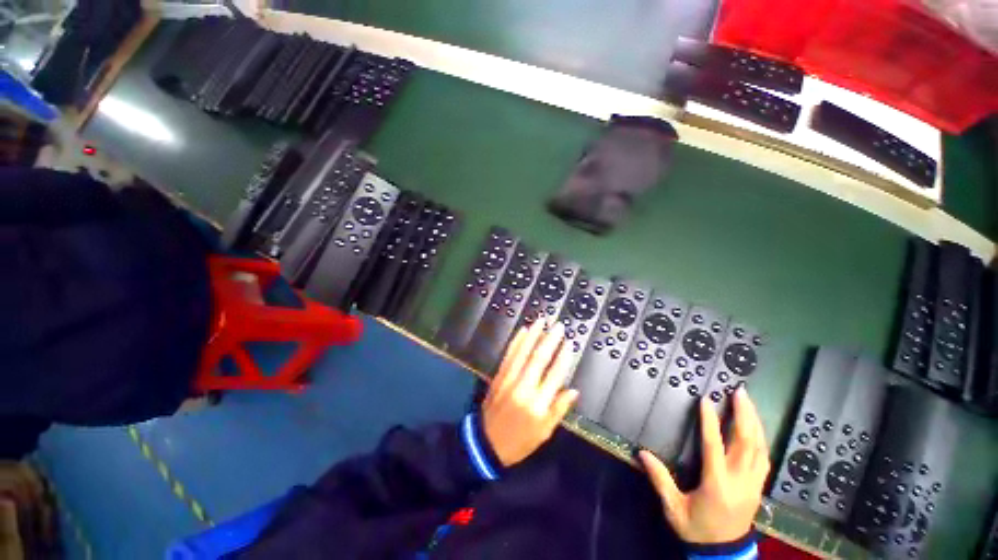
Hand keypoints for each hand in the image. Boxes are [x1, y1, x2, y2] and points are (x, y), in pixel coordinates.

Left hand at [481, 318, 579, 466]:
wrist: (485, 443)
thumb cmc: (520, 440)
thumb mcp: (544, 432)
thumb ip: (559, 409)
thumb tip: (574, 391)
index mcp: (537, 403)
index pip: (554, 375)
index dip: (563, 357)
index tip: (570, 343)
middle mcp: (523, 387)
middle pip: (539, 358)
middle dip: (550, 340)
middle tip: (558, 326)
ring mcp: (509, 379)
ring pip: (523, 352)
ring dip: (533, 335)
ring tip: (542, 321)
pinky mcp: (499, 375)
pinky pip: (509, 354)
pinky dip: (517, 341)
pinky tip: (523, 331)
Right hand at [640, 386, 769, 544]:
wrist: (724, 554)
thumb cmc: (697, 530)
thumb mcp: (674, 508)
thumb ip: (660, 480)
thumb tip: (642, 454)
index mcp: (717, 484)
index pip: (714, 447)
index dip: (710, 422)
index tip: (706, 401)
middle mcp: (739, 481)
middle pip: (746, 443)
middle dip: (744, 415)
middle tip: (739, 393)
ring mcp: (753, 484)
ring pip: (759, 449)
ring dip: (755, 423)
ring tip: (749, 403)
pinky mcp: (758, 487)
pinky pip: (764, 459)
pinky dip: (761, 440)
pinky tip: (757, 429)